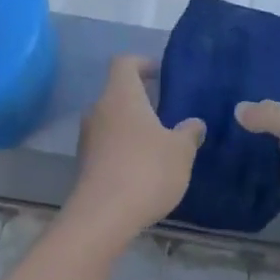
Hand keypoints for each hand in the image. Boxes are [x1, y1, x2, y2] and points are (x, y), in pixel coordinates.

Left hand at [66, 56, 205, 240]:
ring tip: (158, 143)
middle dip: (141, 98)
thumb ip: (189, 133)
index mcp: (121, 95)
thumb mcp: (180, 151)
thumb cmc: (146, 170)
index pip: (124, 62)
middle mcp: (99, 109)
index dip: (142, 63)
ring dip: (132, 126)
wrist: (102, 218)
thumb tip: (194, 123)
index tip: (161, 75)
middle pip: (117, 92)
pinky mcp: (85, 164)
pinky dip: (123, 148)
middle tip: (167, 111)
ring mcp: (88, 138)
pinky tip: (143, 168)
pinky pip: (106, 145)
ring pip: (111, 120)